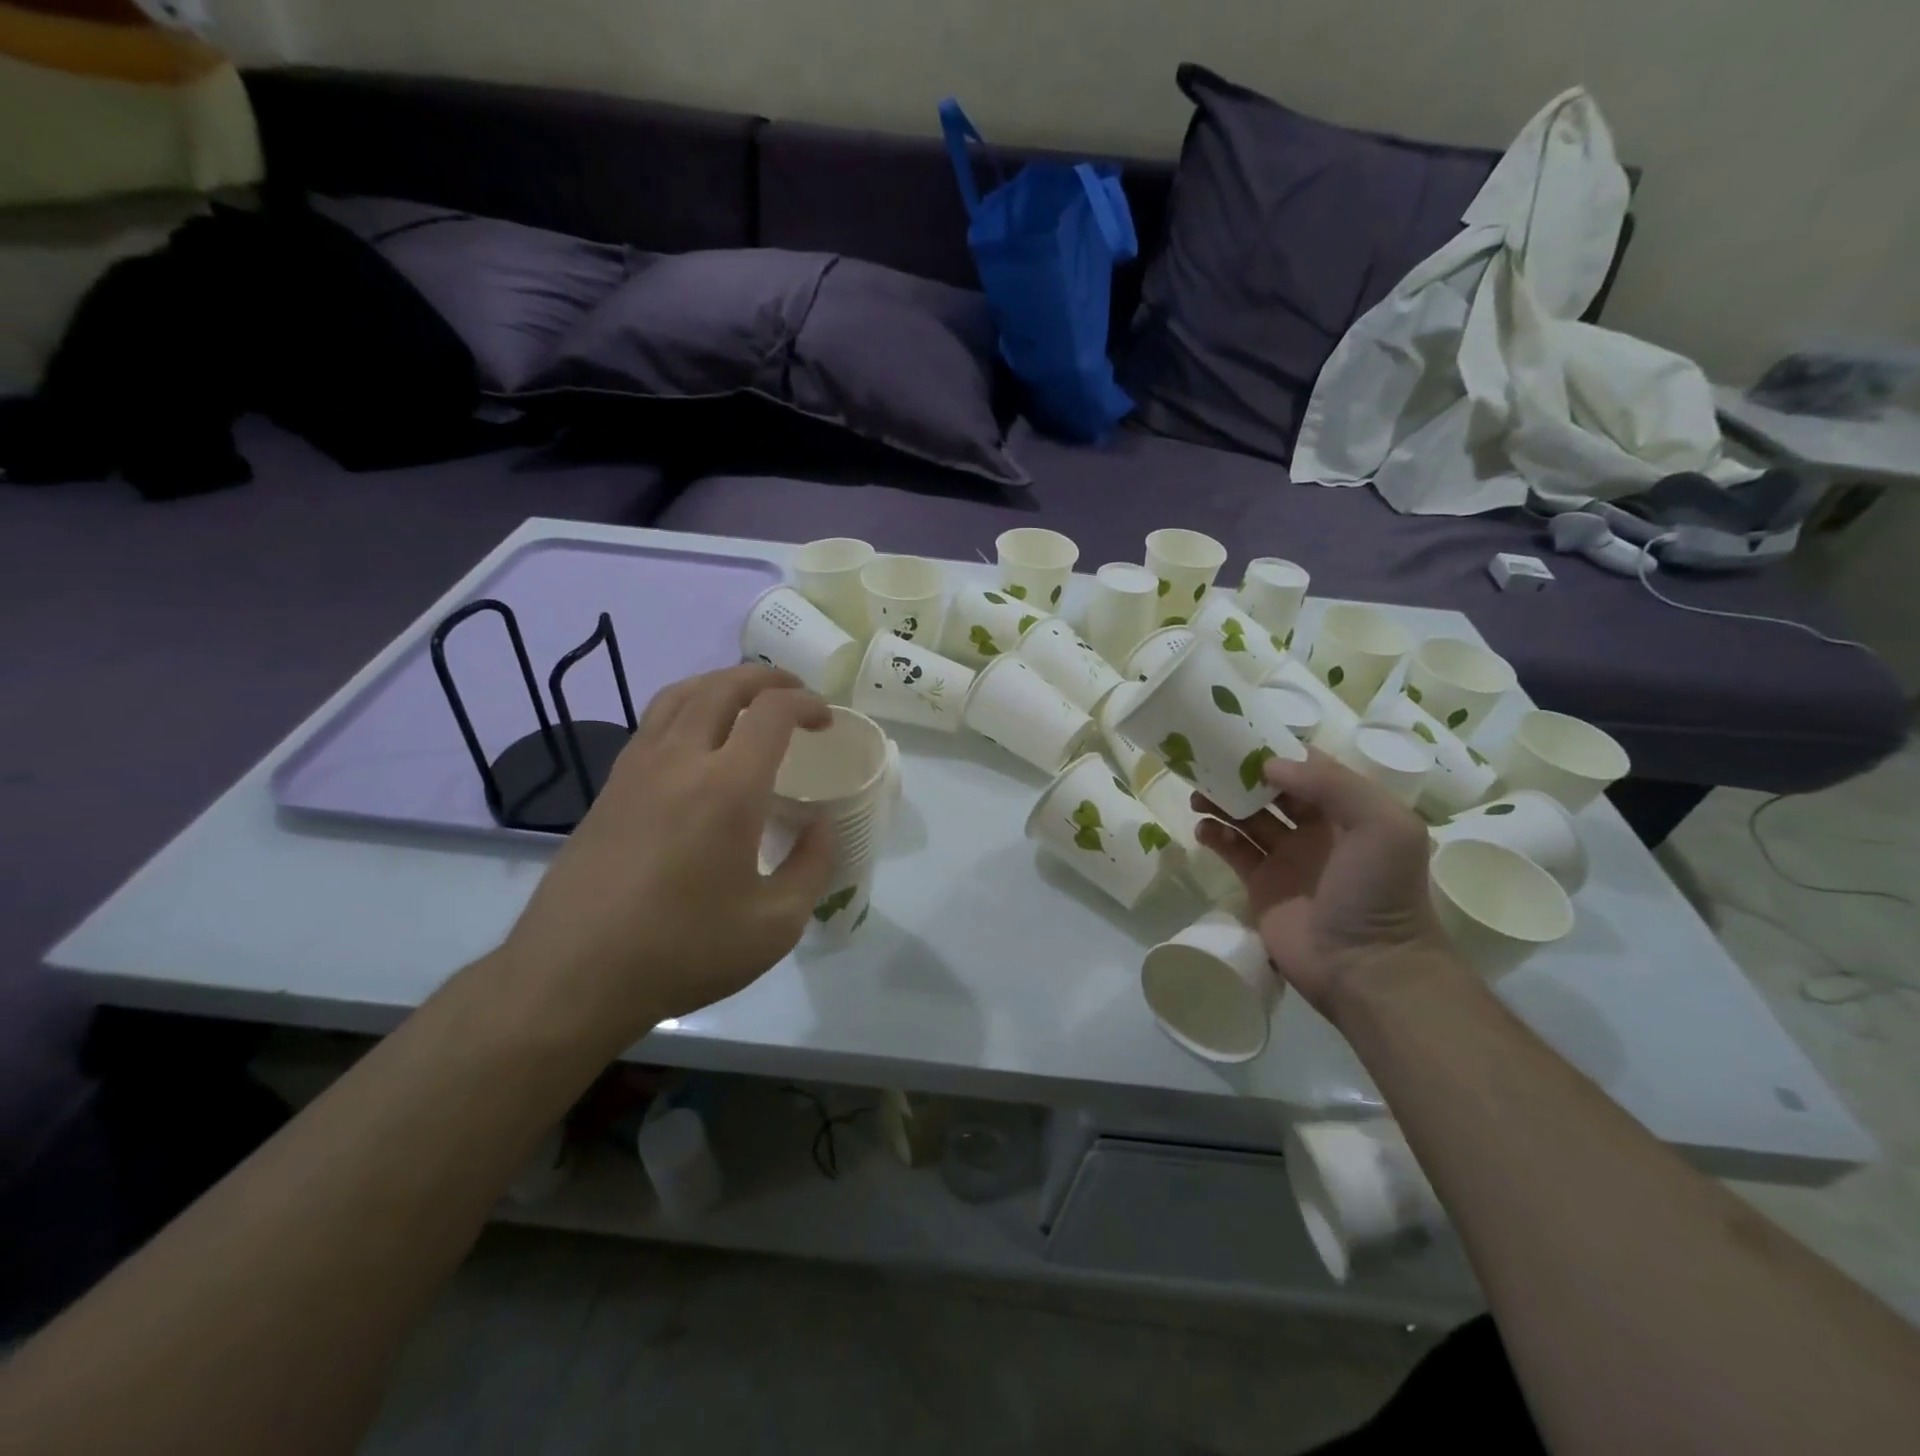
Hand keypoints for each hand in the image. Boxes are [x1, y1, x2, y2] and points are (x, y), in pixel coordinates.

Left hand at [497, 665, 834, 1050]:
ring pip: (680, 694)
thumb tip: (819, 824)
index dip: (807, 705)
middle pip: (723, 686)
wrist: (574, 977)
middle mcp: (681, 760)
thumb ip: (812, 865)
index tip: (826, 721)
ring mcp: (636, 769)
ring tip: (747, 701)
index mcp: (729, 787)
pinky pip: (652, 722)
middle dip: (767, 680)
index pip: (773, 712)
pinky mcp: (609, 787)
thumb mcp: (775, 925)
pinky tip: (697, 740)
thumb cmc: (684, 951)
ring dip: (722, 684)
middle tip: (794, 695)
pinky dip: (687, 708)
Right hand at [1194, 750, 1453, 1017]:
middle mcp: (1316, 829)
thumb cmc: (1378, 891)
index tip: (1240, 737)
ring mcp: (1285, 858)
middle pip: (1270, 790)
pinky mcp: (1260, 885)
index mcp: (1348, 810)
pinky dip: (1215, 836)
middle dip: (1240, 775)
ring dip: (1221, 802)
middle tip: (1207, 764)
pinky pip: (1232, 850)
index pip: (1308, 768)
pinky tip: (1204, 830)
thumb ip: (1332, 785)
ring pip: (1246, 817)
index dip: (1276, 751)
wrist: (1366, 967)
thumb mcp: (1382, 826)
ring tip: (1199, 797)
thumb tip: (1271, 765)